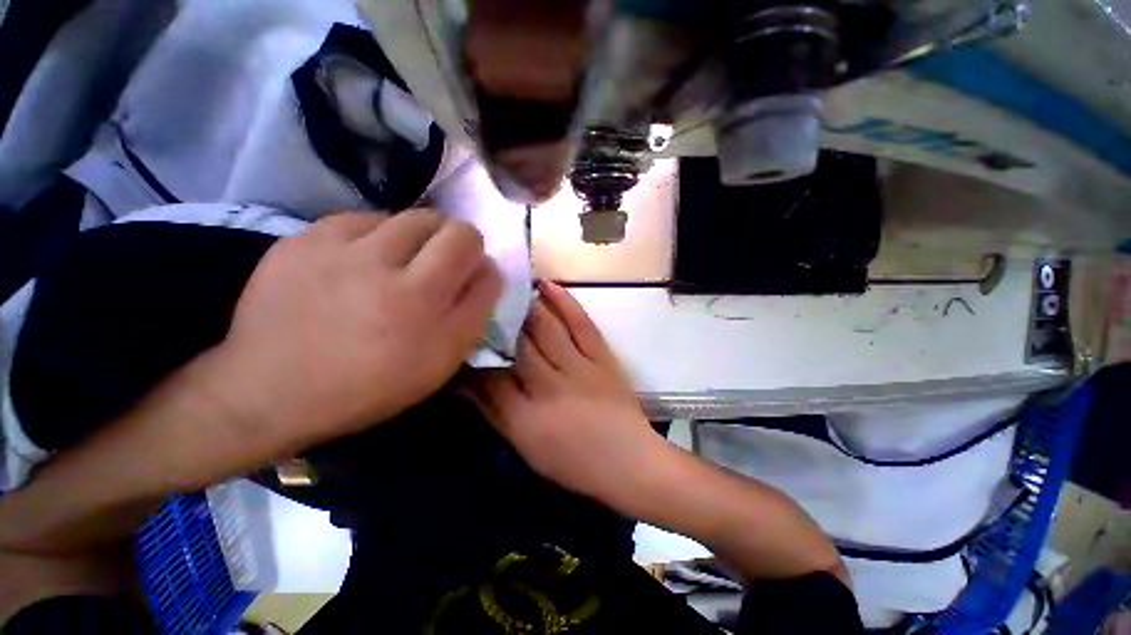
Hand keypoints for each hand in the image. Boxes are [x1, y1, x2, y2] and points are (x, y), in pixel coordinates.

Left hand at [212, 210, 500, 447]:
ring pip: (407, 217)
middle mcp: (385, 268)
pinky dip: (375, 237)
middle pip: (446, 224)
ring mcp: (338, 249)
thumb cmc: (372, 384)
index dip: (479, 256)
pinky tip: (362, 263)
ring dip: (418, 238)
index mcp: (421, 303)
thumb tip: (488, 269)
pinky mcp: (302, 240)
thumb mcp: (441, 360)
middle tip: (439, 266)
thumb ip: (475, 310)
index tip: (469, 272)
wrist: (271, 390)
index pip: (472, 247)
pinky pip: (361, 220)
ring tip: (401, 265)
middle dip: (455, 241)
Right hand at [472, 281, 672, 506]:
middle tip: (480, 302)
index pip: (488, 378)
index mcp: (526, 417)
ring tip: (508, 288)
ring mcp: (579, 368)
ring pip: (545, 329)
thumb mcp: (525, 447)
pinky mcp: (602, 358)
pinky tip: (547, 286)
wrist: (629, 462)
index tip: (461, 335)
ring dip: (525, 306)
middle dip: (496, 322)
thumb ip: (494, 414)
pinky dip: (565, 302)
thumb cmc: (574, 464)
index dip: (472, 355)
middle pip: (516, 346)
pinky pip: (582, 324)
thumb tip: (465, 384)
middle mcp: (549, 386)